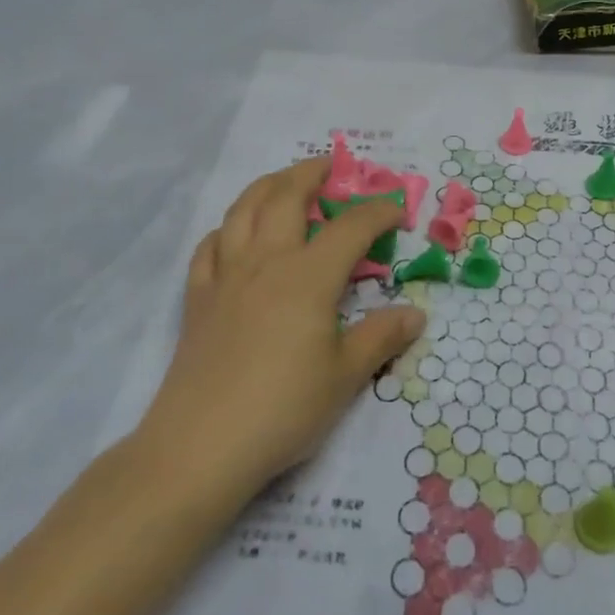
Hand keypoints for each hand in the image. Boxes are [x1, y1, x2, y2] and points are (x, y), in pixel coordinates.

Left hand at [144, 158, 426, 494]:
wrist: (200, 447)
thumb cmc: (283, 409)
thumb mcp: (345, 378)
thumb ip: (381, 338)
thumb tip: (416, 314)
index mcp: (308, 276)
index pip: (350, 227)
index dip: (378, 211)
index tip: (397, 209)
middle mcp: (266, 261)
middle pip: (286, 196)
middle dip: (312, 173)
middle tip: (331, 167)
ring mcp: (226, 276)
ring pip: (243, 210)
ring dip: (267, 186)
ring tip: (284, 183)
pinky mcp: (198, 299)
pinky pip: (209, 247)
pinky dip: (226, 230)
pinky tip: (234, 236)